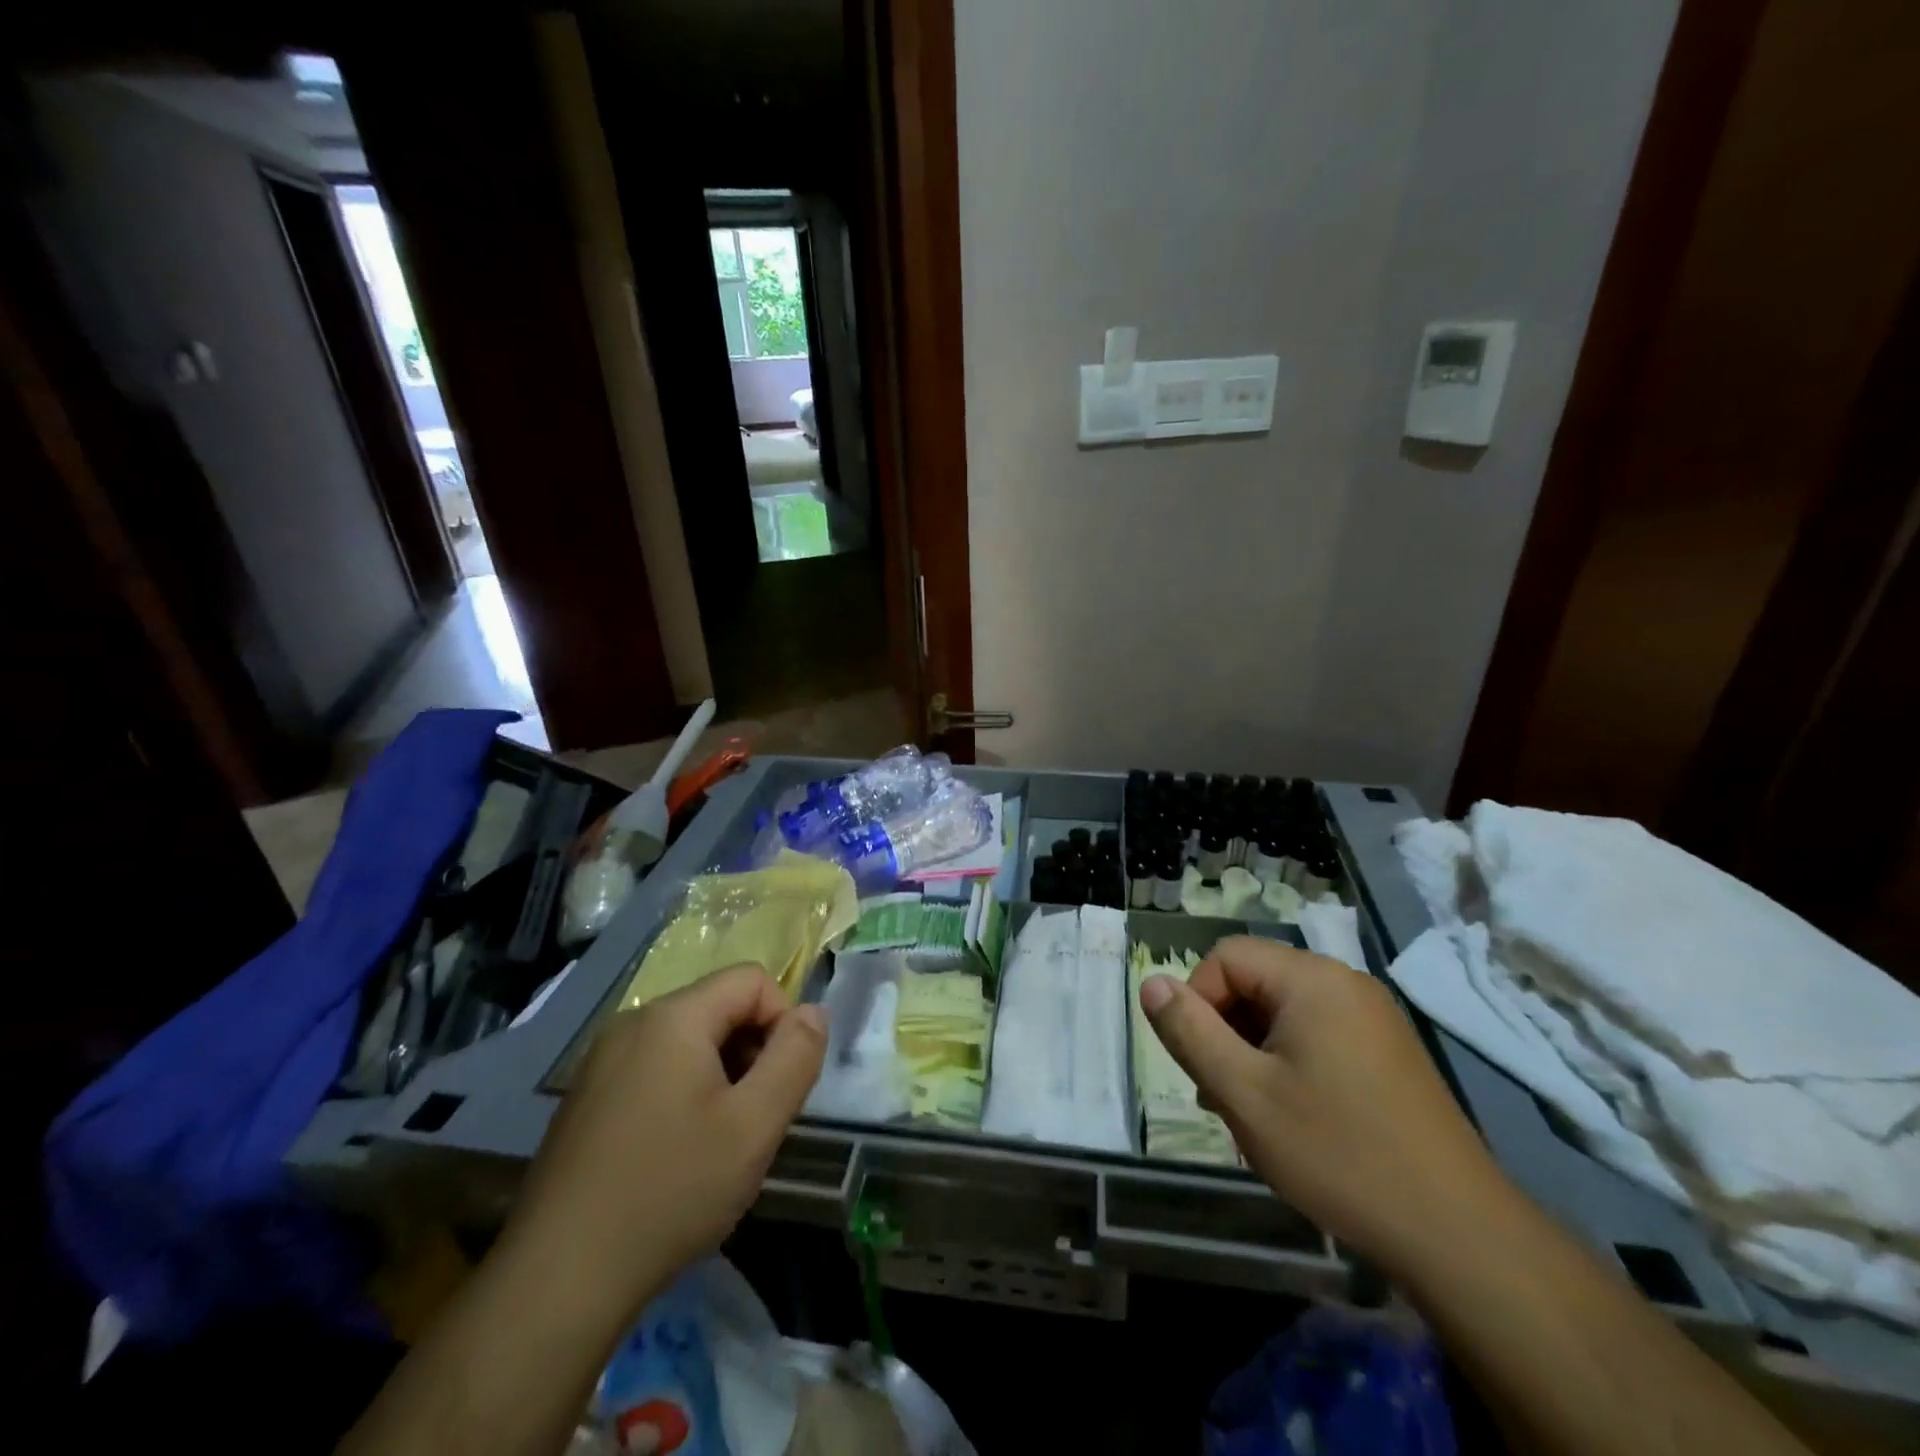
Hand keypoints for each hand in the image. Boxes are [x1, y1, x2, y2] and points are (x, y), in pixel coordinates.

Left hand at [503, 964, 826, 1319]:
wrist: (557, 1281)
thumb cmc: (670, 1192)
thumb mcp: (755, 1126)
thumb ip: (796, 1057)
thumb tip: (813, 1012)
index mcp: (673, 1017)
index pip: (752, 980)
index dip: (783, 1021)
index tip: (782, 1084)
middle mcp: (633, 1023)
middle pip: (719, 1007)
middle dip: (752, 1050)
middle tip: (755, 1118)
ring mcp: (602, 1061)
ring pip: (688, 1041)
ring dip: (720, 1074)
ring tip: (719, 1141)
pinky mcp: (585, 1098)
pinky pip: (655, 1068)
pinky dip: (683, 1092)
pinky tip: (677, 1154)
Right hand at [1138, 936, 1508, 1274]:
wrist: (1459, 1235)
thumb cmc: (1338, 1153)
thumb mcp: (1243, 1093)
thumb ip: (1189, 1031)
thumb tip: (1151, 983)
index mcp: (1312, 979)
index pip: (1225, 957)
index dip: (1198, 1001)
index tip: (1202, 1064)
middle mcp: (1345, 983)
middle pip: (1255, 981)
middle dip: (1226, 1031)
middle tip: (1223, 1096)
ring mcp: (1373, 1017)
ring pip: (1283, 1012)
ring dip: (1254, 1051)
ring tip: (1255, 1114)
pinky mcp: (1389, 1051)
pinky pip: (1317, 1034)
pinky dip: (1290, 1062)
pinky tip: (1296, 1117)